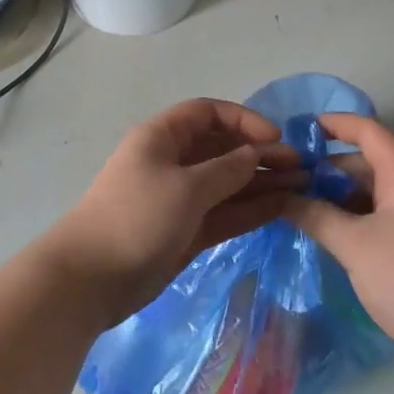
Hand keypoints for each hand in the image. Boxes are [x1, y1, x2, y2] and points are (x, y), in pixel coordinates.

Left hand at [42, 98, 305, 326]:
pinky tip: (282, 207)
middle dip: (259, 153)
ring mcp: (180, 198)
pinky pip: (224, 212)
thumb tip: (255, 153)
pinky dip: (250, 209)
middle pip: (222, 148)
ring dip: (261, 182)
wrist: (91, 280)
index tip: (276, 136)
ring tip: (302, 186)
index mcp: (163, 138)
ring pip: (227, 182)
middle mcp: (173, 162)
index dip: (243, 119)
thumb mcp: (186, 187)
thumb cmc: (136, 218)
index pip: (208, 113)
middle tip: (300, 166)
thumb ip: (227, 169)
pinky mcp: (186, 230)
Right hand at [283, 113, 393, 374]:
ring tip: (297, 206)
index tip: (303, 128)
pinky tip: (322, 235)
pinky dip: (347, 221)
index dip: (338, 123)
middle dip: (328, 166)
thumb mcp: (354, 244)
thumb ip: (316, 216)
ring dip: (336, 196)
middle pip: (367, 164)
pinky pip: (374, 222)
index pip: (371, 132)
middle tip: (289, 177)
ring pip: (369, 195)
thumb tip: (284, 198)